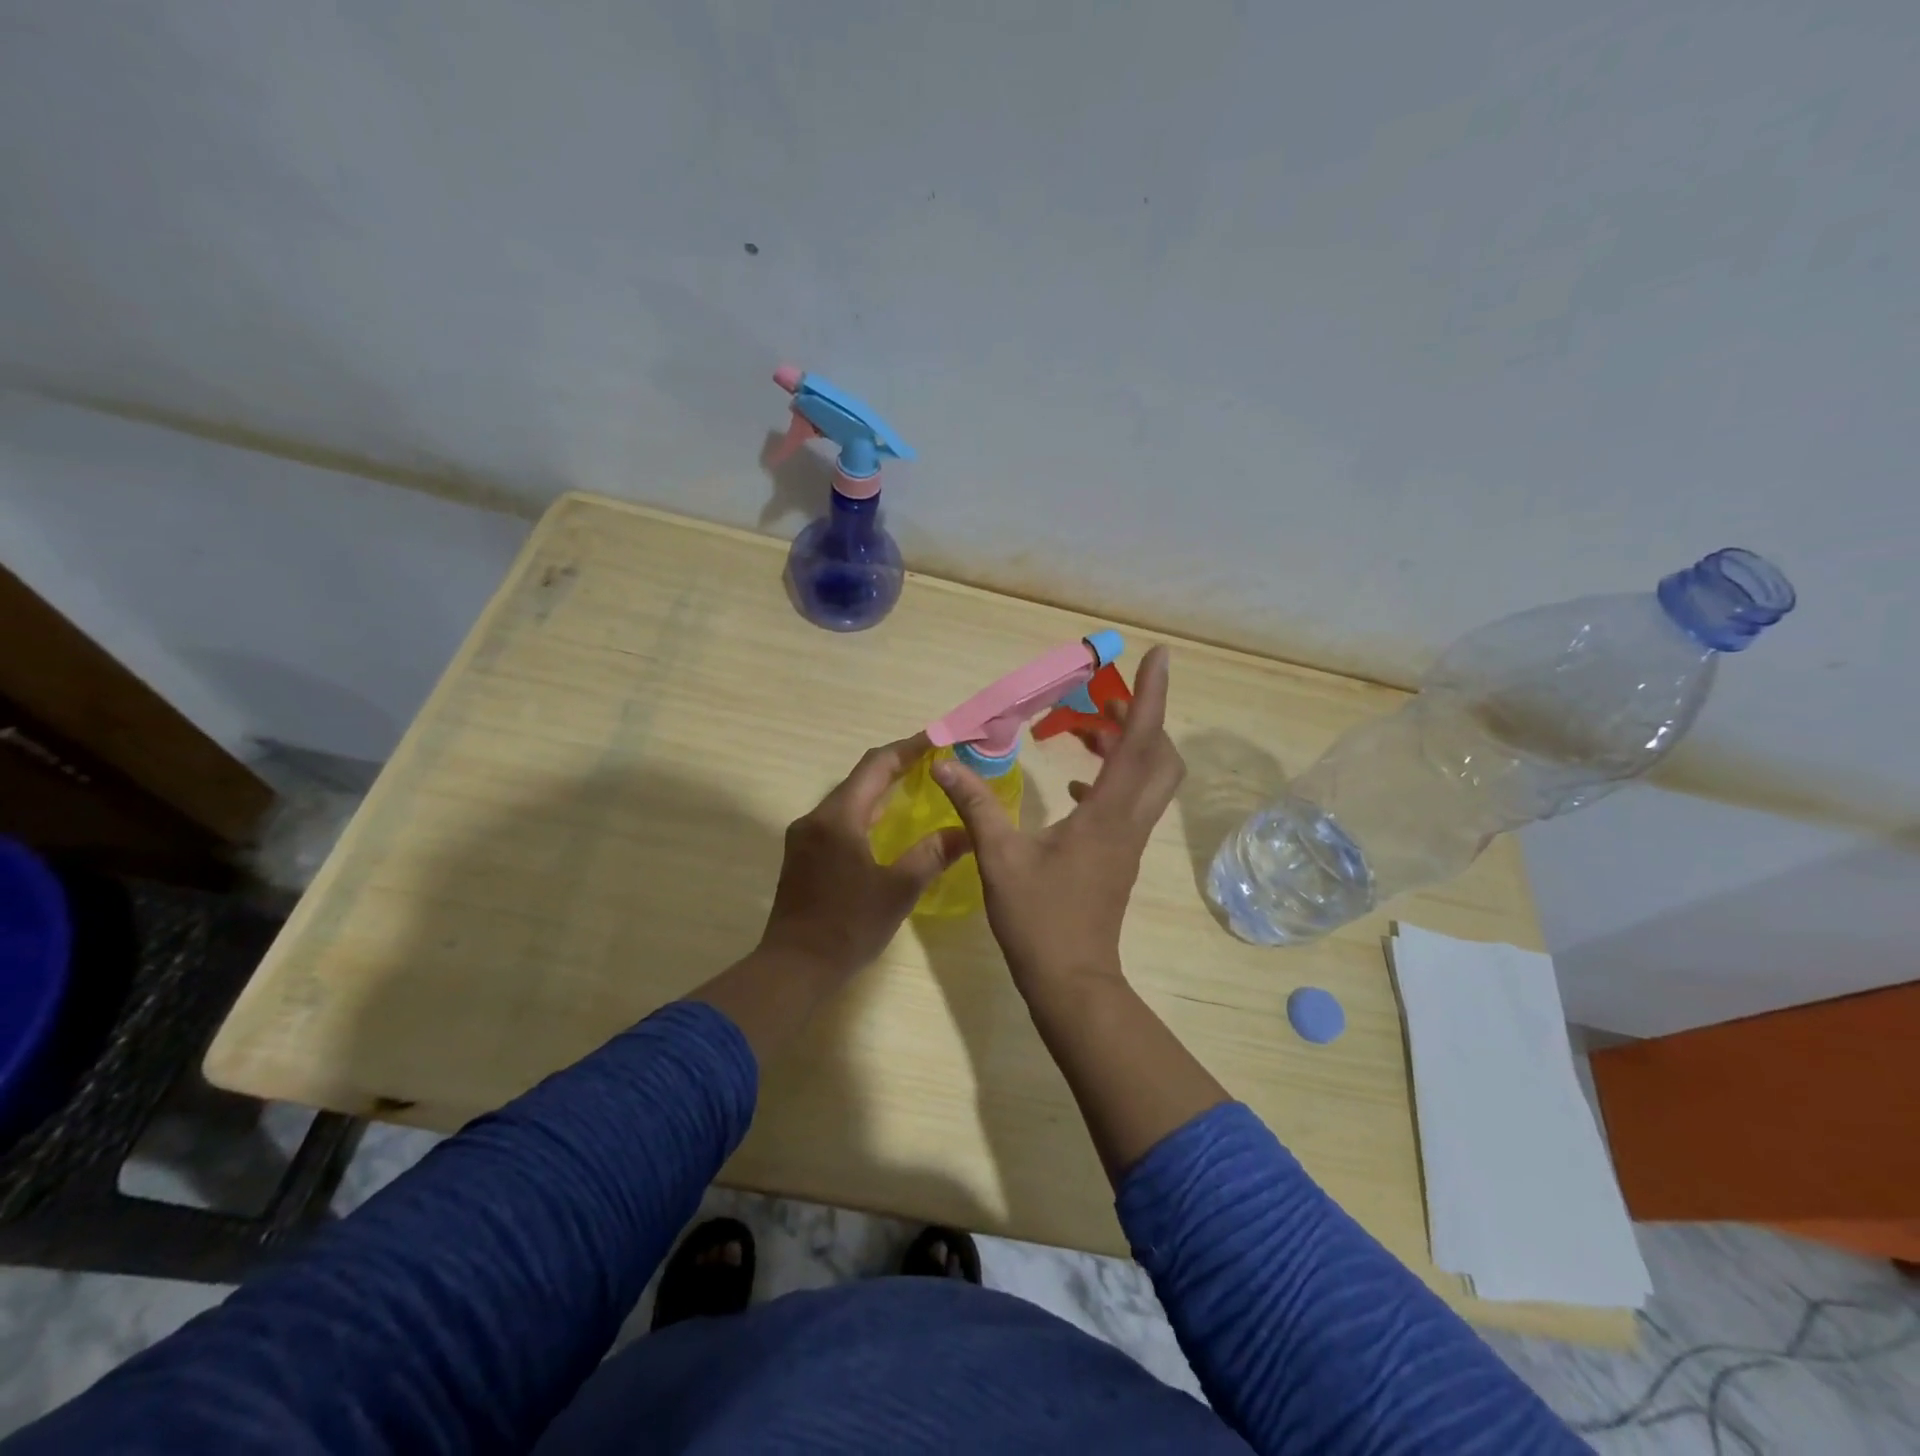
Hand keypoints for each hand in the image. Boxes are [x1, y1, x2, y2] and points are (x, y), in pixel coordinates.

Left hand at [757, 734, 970, 983]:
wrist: (794, 967)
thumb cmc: (848, 927)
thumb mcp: (898, 890)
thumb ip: (932, 854)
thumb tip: (966, 831)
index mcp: (839, 818)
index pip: (876, 765)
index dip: (908, 748)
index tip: (938, 738)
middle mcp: (816, 817)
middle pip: (860, 777)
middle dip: (896, 765)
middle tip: (933, 762)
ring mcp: (804, 836)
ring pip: (847, 798)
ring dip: (879, 789)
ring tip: (915, 787)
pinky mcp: (801, 854)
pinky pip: (838, 818)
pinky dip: (865, 811)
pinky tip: (885, 825)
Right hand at [933, 645, 1184, 1001]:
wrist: (1071, 981)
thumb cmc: (1039, 919)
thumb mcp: (999, 858)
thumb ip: (976, 805)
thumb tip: (947, 763)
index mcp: (1106, 814)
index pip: (1139, 742)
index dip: (1151, 695)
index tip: (1160, 654)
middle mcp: (1128, 822)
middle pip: (1160, 757)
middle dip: (1145, 718)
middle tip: (1108, 697)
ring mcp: (1127, 841)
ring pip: (1149, 780)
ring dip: (1129, 747)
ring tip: (1088, 728)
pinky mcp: (1118, 856)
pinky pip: (1129, 803)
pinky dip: (1112, 780)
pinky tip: (1075, 785)